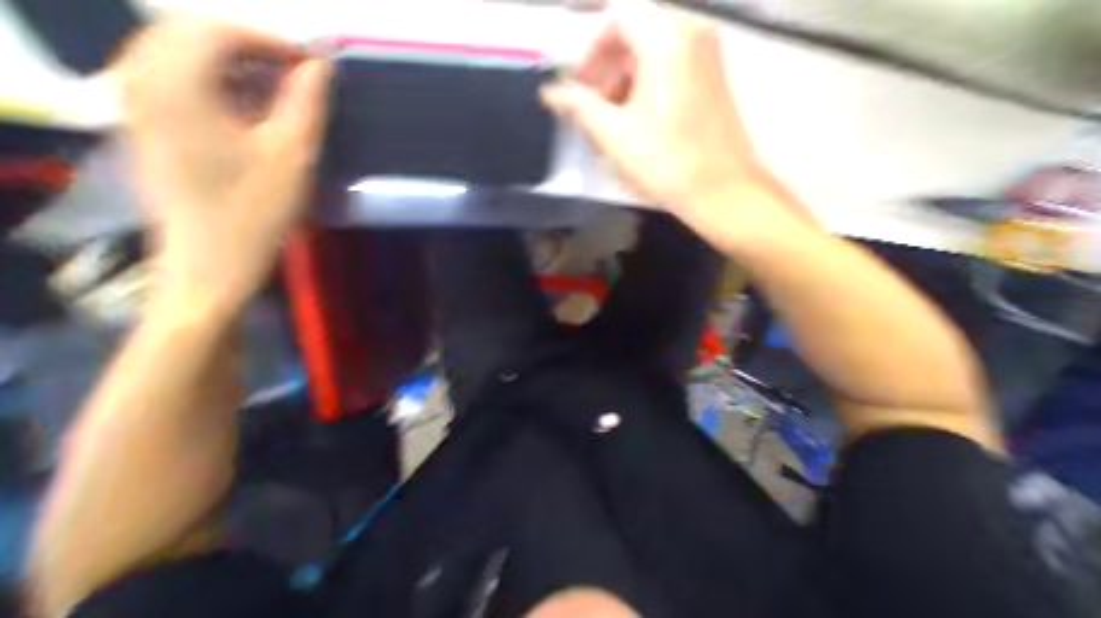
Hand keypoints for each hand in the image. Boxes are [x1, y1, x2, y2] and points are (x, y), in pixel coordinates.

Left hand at [118, 17, 329, 312]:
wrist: (212, 255)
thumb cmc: (256, 209)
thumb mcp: (292, 156)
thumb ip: (305, 105)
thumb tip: (321, 67)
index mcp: (173, 83)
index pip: (216, 29)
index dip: (272, 39)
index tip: (315, 64)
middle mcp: (138, 77)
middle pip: (192, 34)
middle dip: (254, 49)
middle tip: (302, 77)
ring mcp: (135, 100)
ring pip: (183, 56)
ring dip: (237, 66)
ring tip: (283, 93)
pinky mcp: (146, 122)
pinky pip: (177, 80)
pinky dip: (220, 84)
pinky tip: (252, 110)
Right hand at [541, 1, 766, 220]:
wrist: (720, 190)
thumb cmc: (665, 162)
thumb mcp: (614, 135)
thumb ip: (579, 107)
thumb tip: (550, 92)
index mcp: (667, 39)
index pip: (617, 15)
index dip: (589, 49)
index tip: (579, 84)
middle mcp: (692, 32)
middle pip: (635, 30)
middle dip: (606, 66)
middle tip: (593, 106)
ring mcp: (706, 55)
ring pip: (651, 51)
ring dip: (623, 79)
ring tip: (613, 120)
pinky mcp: (711, 78)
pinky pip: (669, 67)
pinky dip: (645, 86)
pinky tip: (637, 121)